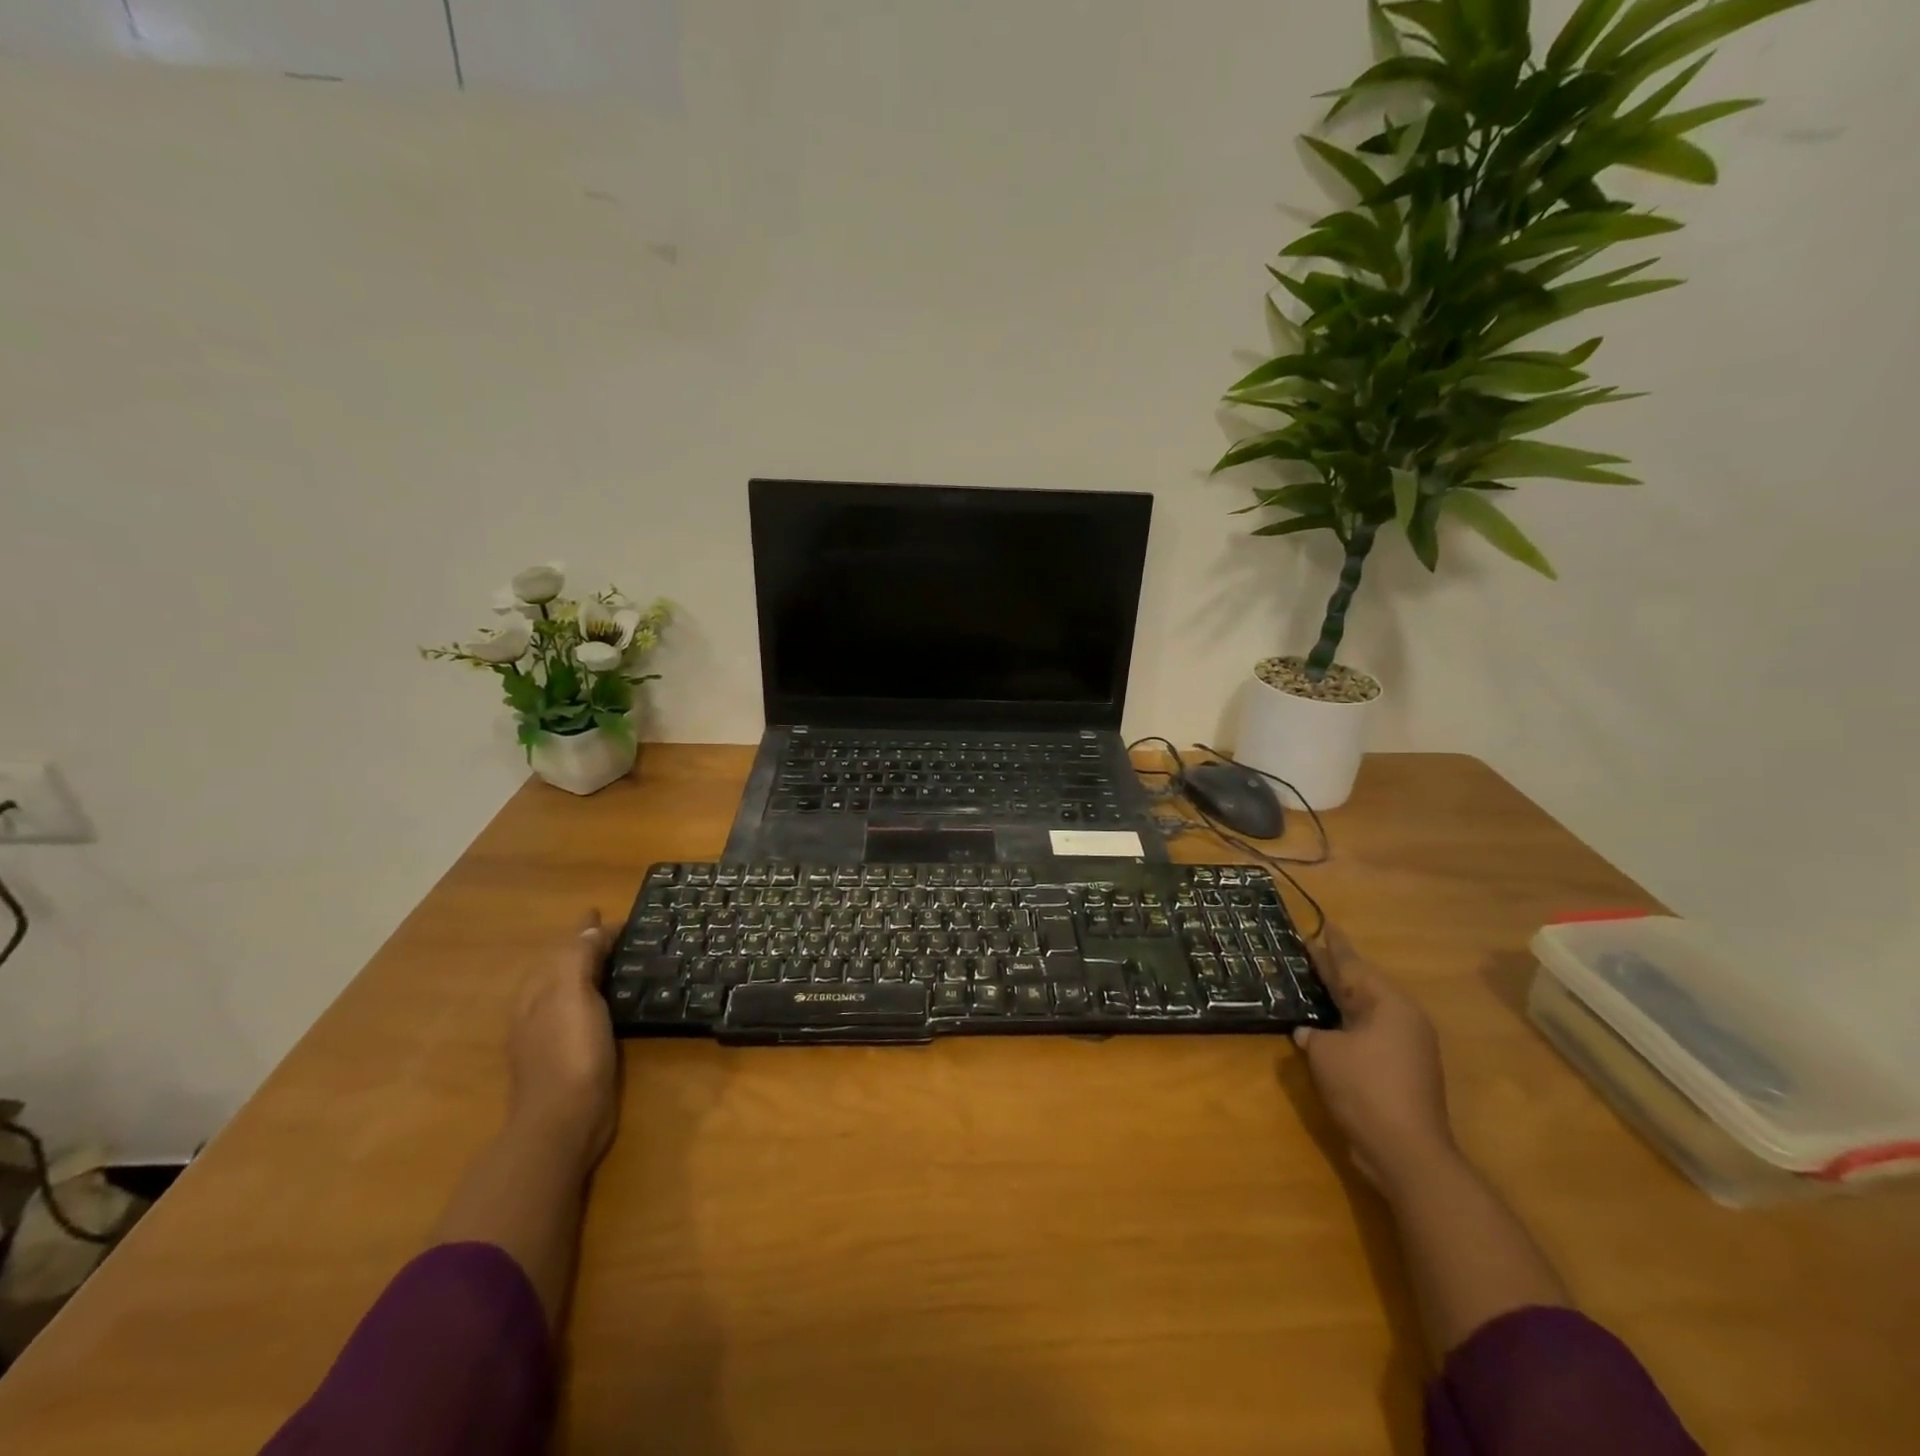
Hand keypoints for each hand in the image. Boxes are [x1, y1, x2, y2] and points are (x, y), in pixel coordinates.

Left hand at [507, 912, 618, 1167]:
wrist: (564, 1120)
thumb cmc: (569, 1051)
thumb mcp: (572, 994)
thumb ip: (579, 957)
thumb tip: (591, 926)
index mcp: (538, 991)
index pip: (564, 947)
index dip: (586, 929)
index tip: (607, 911)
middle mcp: (540, 1009)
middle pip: (564, 967)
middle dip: (587, 948)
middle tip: (621, 934)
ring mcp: (552, 1036)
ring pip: (574, 990)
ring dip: (594, 972)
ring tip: (623, 962)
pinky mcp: (570, 1057)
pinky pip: (586, 1012)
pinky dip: (600, 998)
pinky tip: (617, 1004)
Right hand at [1293, 926, 1455, 1193]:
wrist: (1407, 1153)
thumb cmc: (1364, 1089)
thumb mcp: (1325, 1054)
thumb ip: (1313, 1034)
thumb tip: (1309, 1033)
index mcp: (1388, 1005)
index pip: (1352, 965)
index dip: (1332, 946)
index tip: (1321, 925)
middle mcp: (1403, 1019)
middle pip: (1361, 986)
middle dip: (1335, 970)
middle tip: (1310, 951)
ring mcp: (1408, 1047)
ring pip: (1366, 1012)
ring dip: (1341, 1000)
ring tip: (1315, 984)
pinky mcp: (1404, 1072)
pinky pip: (1370, 1035)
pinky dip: (1348, 1026)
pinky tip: (1328, 1027)